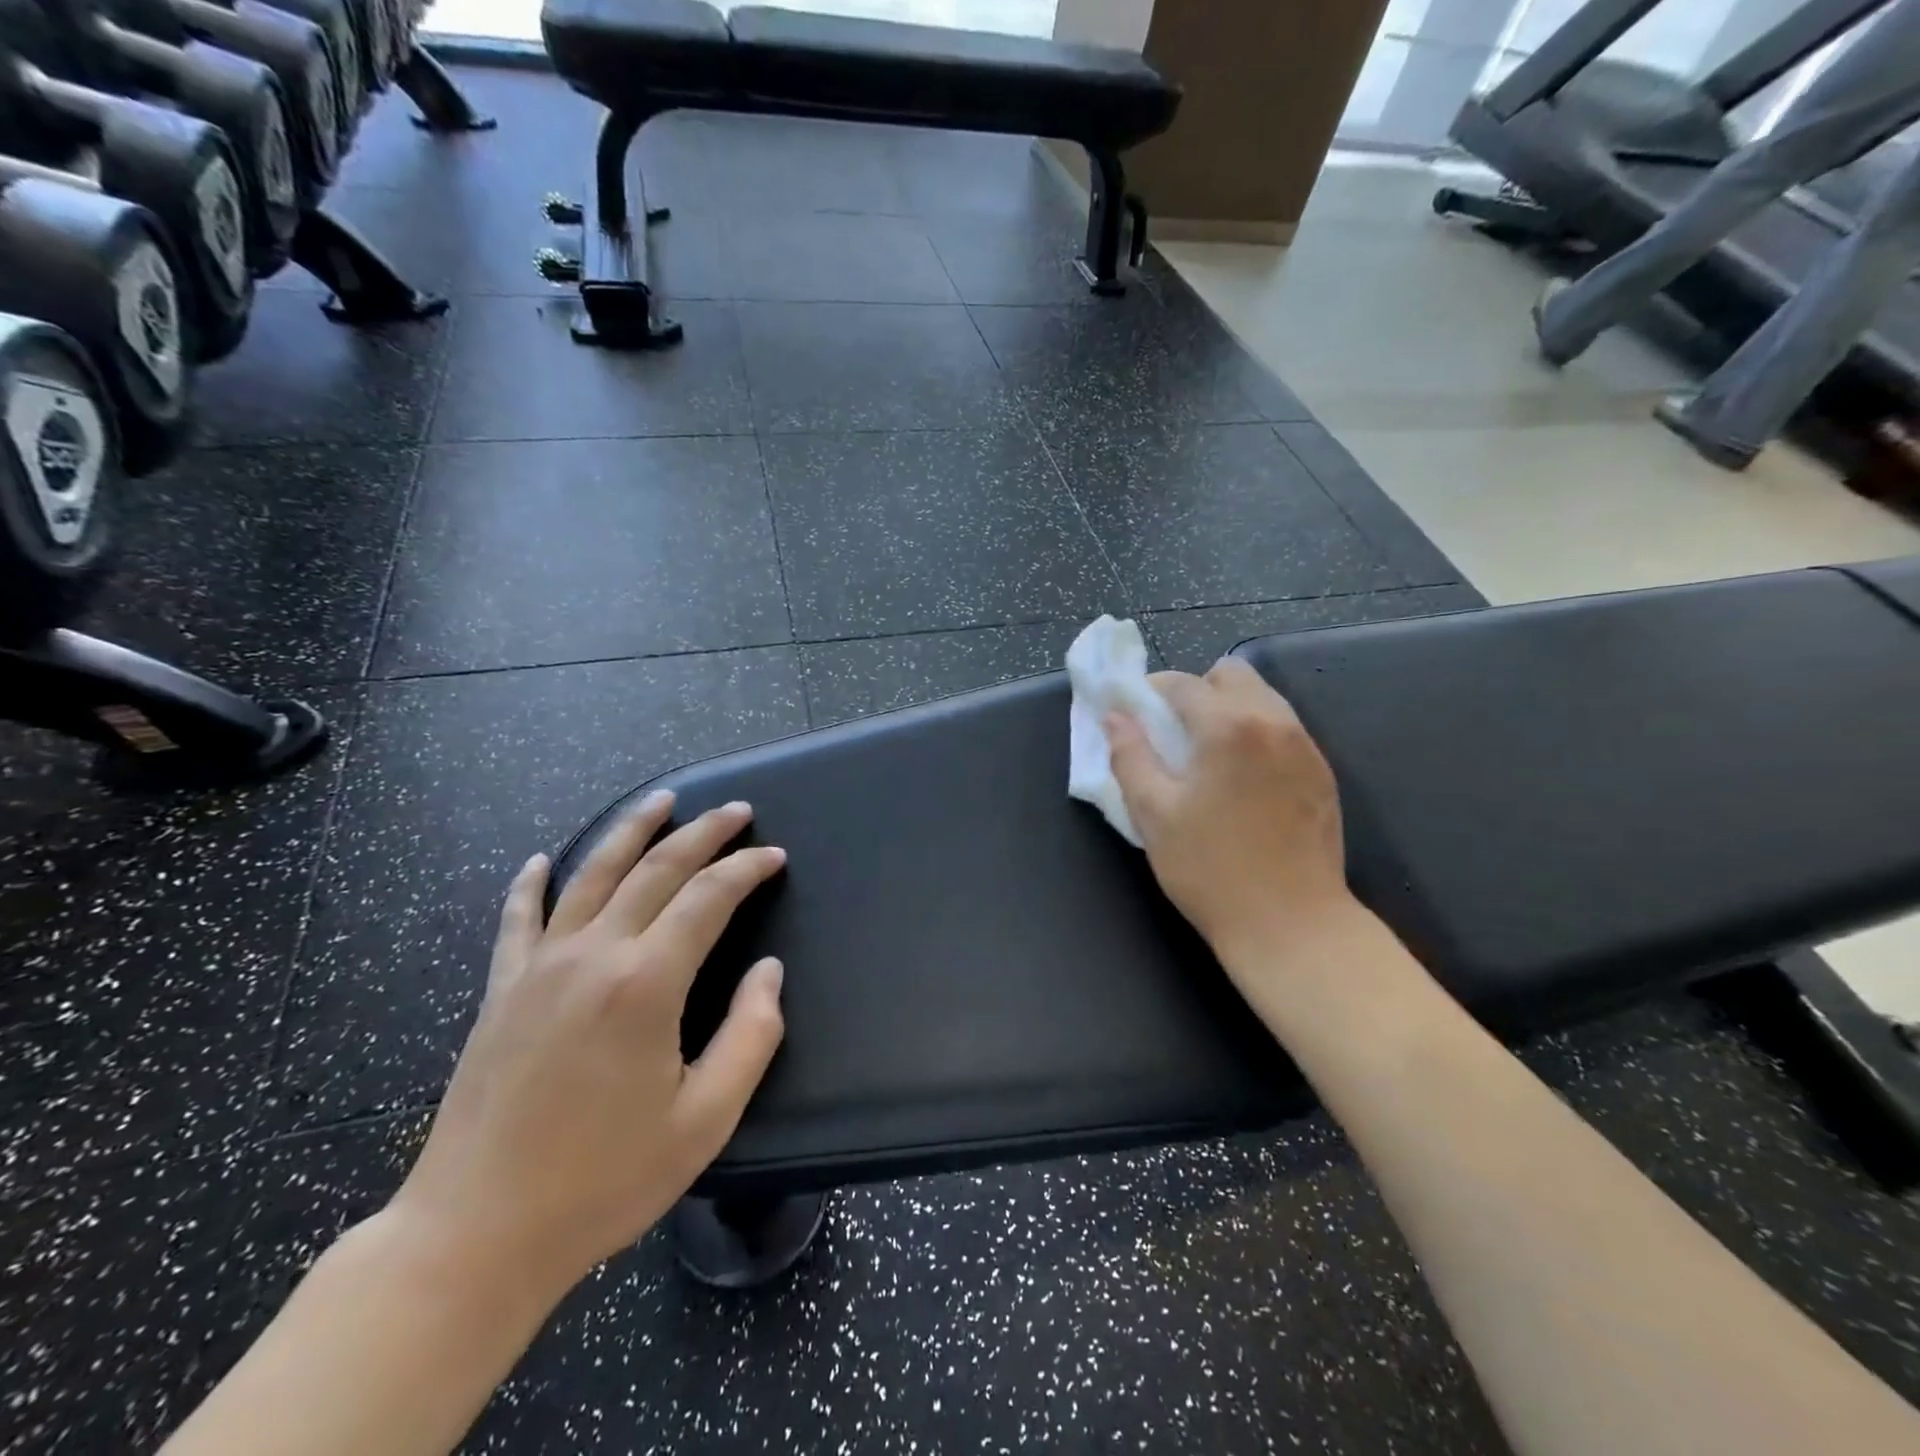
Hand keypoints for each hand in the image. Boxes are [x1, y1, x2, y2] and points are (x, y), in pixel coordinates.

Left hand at [390, 793, 786, 1296]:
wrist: (475, 1235)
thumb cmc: (603, 1181)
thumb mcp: (706, 1120)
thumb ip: (751, 1035)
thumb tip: (768, 971)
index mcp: (646, 983)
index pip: (708, 898)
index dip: (747, 870)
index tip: (775, 857)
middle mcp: (592, 955)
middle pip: (655, 869)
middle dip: (703, 832)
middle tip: (737, 810)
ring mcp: (539, 968)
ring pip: (591, 873)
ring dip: (631, 830)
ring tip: (662, 800)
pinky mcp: (502, 990)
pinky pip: (518, 919)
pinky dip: (531, 883)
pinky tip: (541, 861)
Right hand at [1106, 659, 1355, 968]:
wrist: (1292, 925)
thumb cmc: (1210, 870)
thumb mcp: (1153, 814)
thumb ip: (1130, 756)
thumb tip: (1114, 717)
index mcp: (1229, 727)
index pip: (1183, 684)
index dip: (1150, 691)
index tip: (1131, 711)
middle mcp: (1274, 722)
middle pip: (1231, 674)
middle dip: (1196, 690)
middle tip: (1172, 732)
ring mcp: (1305, 746)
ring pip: (1262, 698)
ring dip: (1228, 709)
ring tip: (1206, 754)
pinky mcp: (1322, 773)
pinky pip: (1283, 729)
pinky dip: (1255, 733)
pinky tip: (1240, 777)